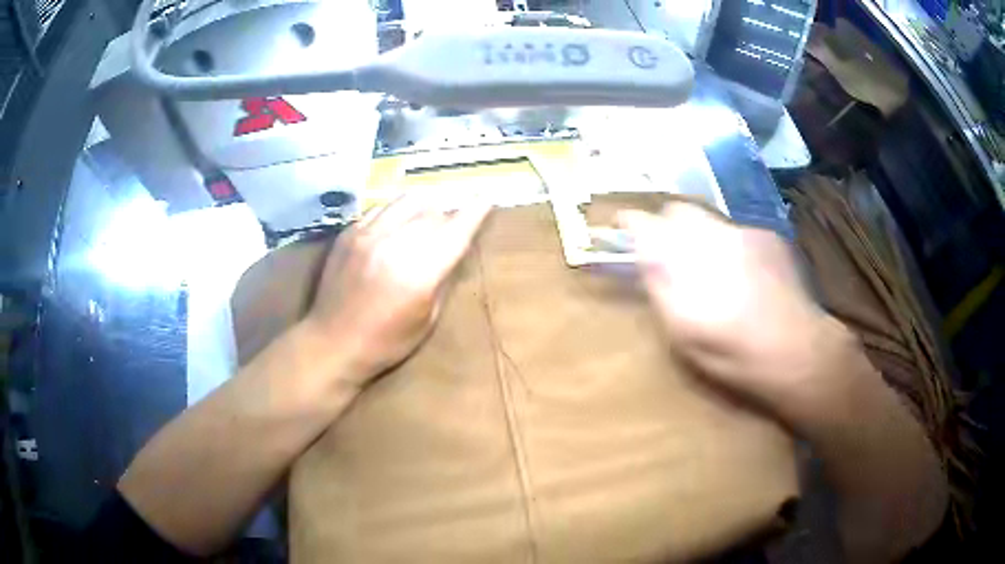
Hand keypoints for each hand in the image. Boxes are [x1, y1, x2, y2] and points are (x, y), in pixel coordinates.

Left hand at [305, 193, 491, 386]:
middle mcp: (394, 243)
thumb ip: (443, 279)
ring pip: (407, 200)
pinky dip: (396, 211)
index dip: (475, 211)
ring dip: (424, 207)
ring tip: (425, 219)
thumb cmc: (386, 342)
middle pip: (434, 212)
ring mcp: (367, 234)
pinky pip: (381, 207)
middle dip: (449, 216)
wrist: (332, 342)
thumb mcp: (428, 319)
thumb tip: (454, 249)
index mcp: (419, 272)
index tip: (486, 198)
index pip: (456, 230)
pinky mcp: (349, 232)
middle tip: (451, 227)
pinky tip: (396, 225)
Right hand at [619, 202, 851, 419]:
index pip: (647, 224)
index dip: (632, 223)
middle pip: (679, 211)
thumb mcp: (683, 332)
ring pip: (710, 220)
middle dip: (668, 226)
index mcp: (688, 260)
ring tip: (713, 270)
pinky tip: (744, 274)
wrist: (796, 351)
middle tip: (669, 253)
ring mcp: (746, 232)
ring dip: (701, 236)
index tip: (622, 227)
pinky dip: (731, 244)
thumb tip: (642, 252)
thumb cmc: (732, 353)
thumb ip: (659, 285)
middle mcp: (715, 235)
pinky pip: (738, 230)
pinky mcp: (770, 236)